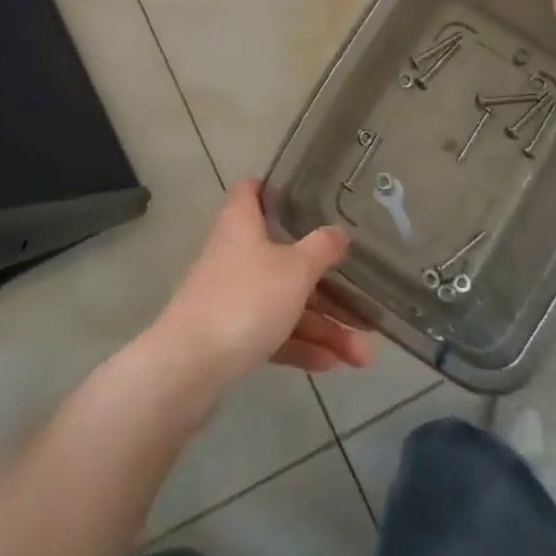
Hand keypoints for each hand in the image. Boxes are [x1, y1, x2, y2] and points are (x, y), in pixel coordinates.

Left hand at [150, 179, 376, 385]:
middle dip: (327, 284)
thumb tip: (339, 232)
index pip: (251, 190)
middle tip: (365, 304)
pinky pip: (273, 332)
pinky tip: (333, 364)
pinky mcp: (229, 334)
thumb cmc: (245, 300)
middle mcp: (234, 253)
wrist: (190, 368)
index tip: (307, 195)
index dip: (274, 188)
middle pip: (284, 256)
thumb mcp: (295, 269)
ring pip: (284, 301)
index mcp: (241, 224)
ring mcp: (231, 296)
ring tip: (362, 356)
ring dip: (323, 326)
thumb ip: (322, 248)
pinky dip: (300, 344)